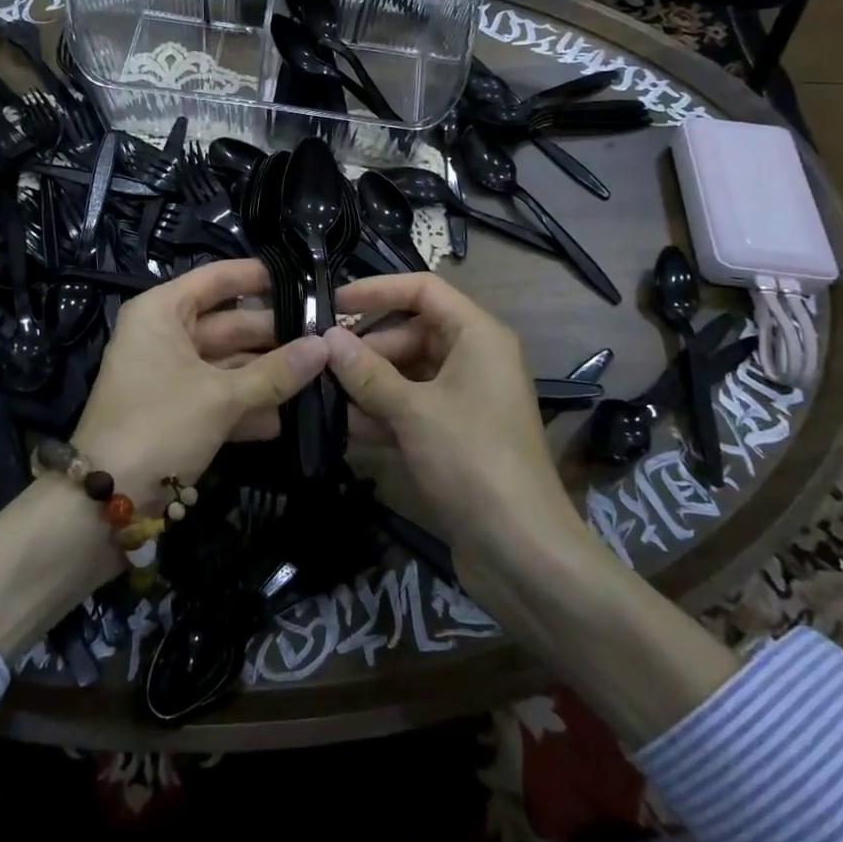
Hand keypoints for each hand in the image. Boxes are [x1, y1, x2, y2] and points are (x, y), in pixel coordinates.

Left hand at [71, 258, 327, 509]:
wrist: (106, 502)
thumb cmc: (160, 425)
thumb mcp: (221, 397)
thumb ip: (275, 373)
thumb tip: (325, 347)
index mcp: (162, 312)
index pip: (217, 278)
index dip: (258, 277)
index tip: (304, 279)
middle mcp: (163, 335)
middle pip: (228, 324)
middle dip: (274, 336)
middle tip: (326, 338)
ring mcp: (169, 374)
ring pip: (227, 363)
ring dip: (267, 375)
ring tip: (318, 376)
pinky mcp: (175, 411)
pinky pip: (218, 396)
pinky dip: (247, 406)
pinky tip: (286, 419)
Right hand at [324, 273, 577, 564]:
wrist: (522, 551)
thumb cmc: (472, 461)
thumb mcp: (413, 411)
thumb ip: (367, 372)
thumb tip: (326, 337)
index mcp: (478, 336)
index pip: (423, 290)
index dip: (377, 291)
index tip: (332, 304)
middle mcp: (474, 358)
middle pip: (412, 331)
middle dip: (367, 346)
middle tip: (320, 362)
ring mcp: (465, 398)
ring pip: (408, 372)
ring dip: (369, 383)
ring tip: (322, 393)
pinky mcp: (455, 434)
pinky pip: (412, 407)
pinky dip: (383, 412)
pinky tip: (346, 426)